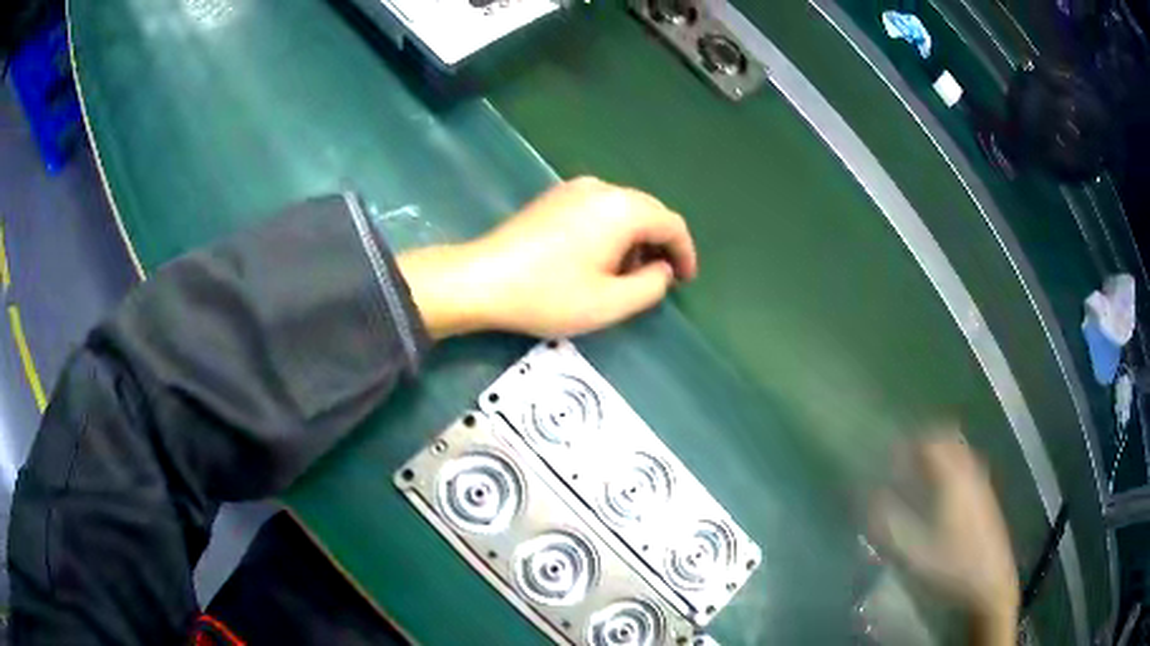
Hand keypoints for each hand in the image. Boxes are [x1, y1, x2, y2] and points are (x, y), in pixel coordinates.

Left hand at [399, 177, 696, 338]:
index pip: (671, 223)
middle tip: (659, 279)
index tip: (685, 280)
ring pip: (622, 209)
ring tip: (627, 274)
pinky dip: (611, 231)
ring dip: (635, 238)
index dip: (685, 252)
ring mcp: (574, 188)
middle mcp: (602, 188)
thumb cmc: (549, 294)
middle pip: (648, 211)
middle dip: (660, 244)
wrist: (481, 280)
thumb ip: (651, 286)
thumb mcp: (610, 303)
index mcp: (622, 209)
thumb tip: (662, 270)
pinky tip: (598, 257)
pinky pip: (598, 208)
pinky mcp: (554, 197)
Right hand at [870, 432, 1019, 644]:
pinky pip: (966, 466)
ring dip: (937, 455)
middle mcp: (970, 471)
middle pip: (947, 438)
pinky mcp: (986, 497)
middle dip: (923, 443)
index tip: (887, 456)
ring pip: (959, 452)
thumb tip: (870, 495)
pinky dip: (949, 467)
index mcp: (953, 478)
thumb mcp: (913, 552)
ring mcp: (981, 482)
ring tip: (917, 476)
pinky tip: (939, 494)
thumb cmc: (951, 566)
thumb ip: (889, 523)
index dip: (906, 443)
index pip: (929, 441)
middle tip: (901, 461)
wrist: (989, 583)